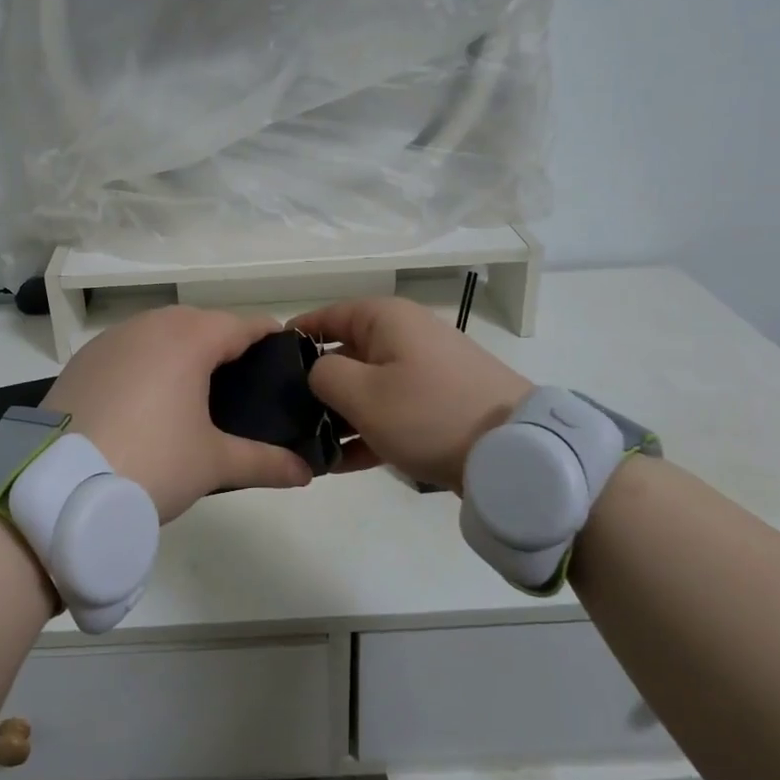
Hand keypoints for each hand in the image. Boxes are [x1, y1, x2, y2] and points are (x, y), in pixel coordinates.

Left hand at [40, 305, 314, 522]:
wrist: (59, 487)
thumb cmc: (151, 463)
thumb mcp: (213, 464)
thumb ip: (264, 461)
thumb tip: (306, 471)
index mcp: (190, 337)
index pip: (244, 325)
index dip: (270, 340)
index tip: (287, 362)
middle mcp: (151, 324)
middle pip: (202, 323)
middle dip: (226, 346)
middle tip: (244, 387)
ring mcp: (111, 339)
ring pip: (162, 332)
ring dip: (183, 351)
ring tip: (195, 394)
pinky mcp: (83, 359)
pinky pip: (129, 349)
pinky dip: (146, 363)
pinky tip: (146, 401)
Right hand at [290, 297, 531, 491]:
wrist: (513, 451)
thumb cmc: (427, 412)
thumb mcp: (362, 393)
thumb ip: (323, 375)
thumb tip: (317, 371)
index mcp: (385, 319)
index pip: (327, 316)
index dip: (295, 337)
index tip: (266, 364)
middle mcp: (405, 336)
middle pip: (346, 353)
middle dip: (316, 386)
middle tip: (285, 417)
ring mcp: (426, 370)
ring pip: (368, 387)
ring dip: (340, 415)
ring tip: (310, 447)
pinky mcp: (440, 403)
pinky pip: (392, 410)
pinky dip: (368, 430)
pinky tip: (341, 464)